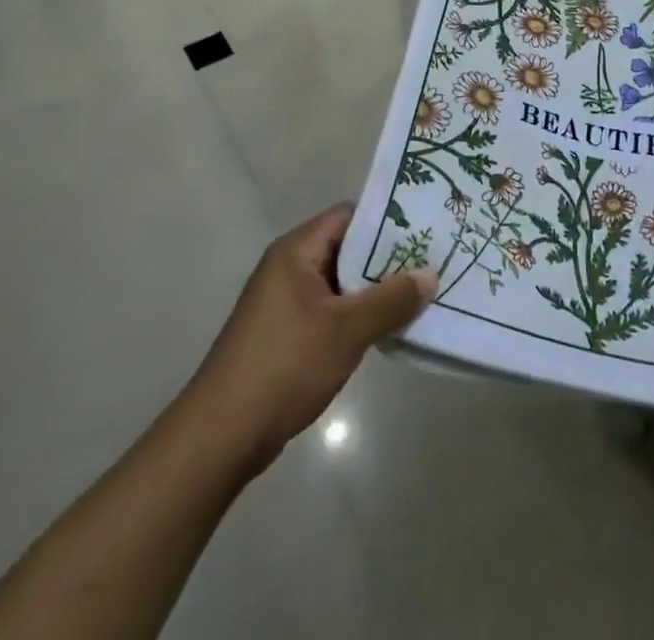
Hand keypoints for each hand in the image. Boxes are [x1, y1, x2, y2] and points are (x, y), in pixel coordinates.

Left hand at [187, 203, 435, 472]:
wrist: (221, 437)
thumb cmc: (284, 366)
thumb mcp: (347, 330)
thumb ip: (391, 300)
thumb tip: (430, 275)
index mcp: (296, 251)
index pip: (350, 216)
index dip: (388, 219)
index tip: (426, 228)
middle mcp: (289, 268)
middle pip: (348, 249)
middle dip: (388, 258)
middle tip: (432, 262)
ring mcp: (285, 303)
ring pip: (342, 283)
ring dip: (375, 291)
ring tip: (421, 294)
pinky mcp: (286, 334)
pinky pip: (331, 311)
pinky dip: (358, 316)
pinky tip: (388, 328)